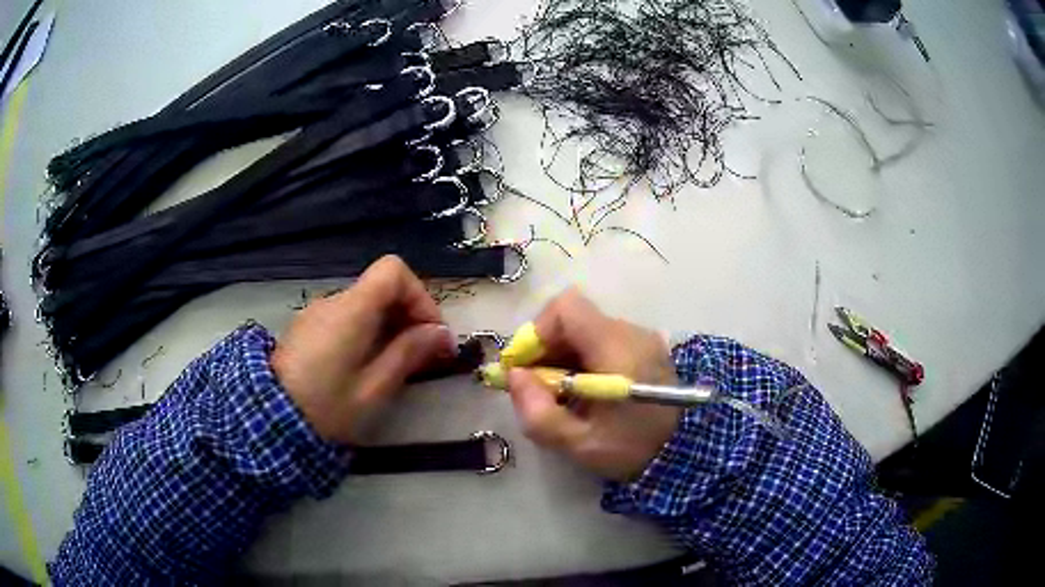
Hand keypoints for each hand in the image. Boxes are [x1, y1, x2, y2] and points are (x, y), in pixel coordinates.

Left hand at [271, 256, 456, 444]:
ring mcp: (317, 313)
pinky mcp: (307, 328)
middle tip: (425, 357)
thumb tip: (440, 333)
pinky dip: (367, 332)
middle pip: (381, 288)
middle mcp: (333, 301)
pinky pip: (347, 317)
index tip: (430, 333)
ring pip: (366, 304)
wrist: (270, 421)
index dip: (419, 296)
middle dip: (409, 315)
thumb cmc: (326, 408)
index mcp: (351, 310)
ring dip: (389, 326)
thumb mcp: (374, 389)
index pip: (393, 270)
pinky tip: (367, 366)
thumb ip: (408, 354)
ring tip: (398, 366)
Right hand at [507, 289, 682, 480]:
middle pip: (573, 319)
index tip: (525, 367)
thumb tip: (514, 377)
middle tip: (536, 386)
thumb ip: (539, 413)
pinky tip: (583, 390)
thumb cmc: (633, 449)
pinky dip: (582, 359)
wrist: (686, 453)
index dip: (537, 331)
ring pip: (585, 330)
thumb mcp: (580, 443)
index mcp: (617, 348)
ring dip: (562, 355)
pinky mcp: (644, 349)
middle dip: (546, 348)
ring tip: (559, 393)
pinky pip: (602, 341)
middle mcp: (631, 333)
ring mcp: (641, 338)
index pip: (567, 308)